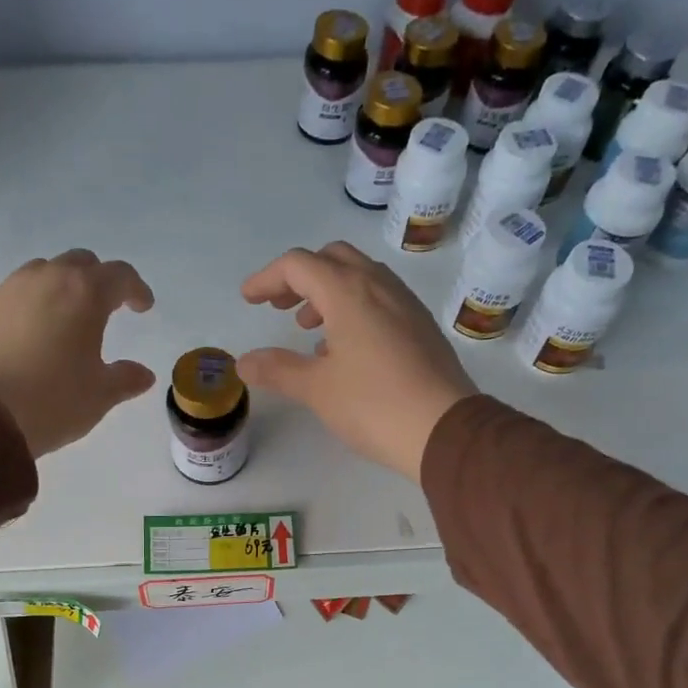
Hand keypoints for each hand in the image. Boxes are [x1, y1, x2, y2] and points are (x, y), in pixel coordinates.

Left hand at [0, 249, 154, 456]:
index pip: (120, 275)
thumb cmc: (52, 399)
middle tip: (108, 306)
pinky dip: (37, 300)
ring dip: (65, 285)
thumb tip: (143, 374)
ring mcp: (12, 288)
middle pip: (81, 263)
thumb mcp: (99, 395)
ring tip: (70, 315)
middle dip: (99, 280)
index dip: (136, 289)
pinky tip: (37, 328)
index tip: (143, 307)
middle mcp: (49, 279)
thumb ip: (125, 379)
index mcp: (85, 294)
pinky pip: (20, 290)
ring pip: (47, 270)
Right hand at [238, 242, 475, 482]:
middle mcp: (379, 286)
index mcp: (349, 292)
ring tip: (310, 330)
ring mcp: (406, 303)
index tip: (249, 300)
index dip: (267, 278)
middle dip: (300, 277)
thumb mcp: (317, 389)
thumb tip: (243, 363)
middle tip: (280, 307)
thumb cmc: (374, 404)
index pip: (299, 265)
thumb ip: (277, 370)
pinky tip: (347, 348)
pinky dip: (354, 307)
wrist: (444, 429)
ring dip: (328, 292)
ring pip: (360, 276)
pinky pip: (380, 299)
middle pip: (333, 258)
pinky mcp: (421, 325)